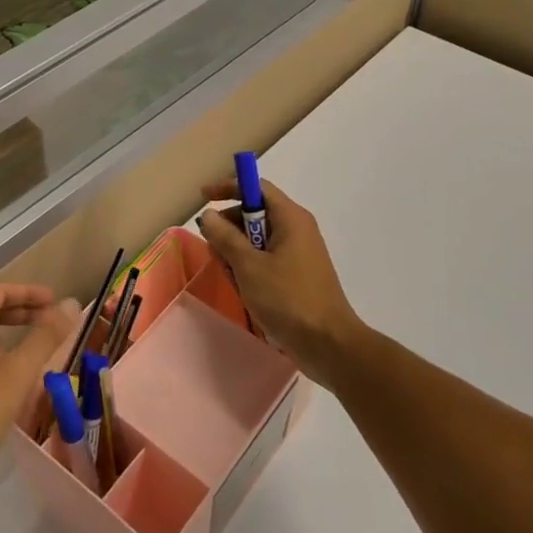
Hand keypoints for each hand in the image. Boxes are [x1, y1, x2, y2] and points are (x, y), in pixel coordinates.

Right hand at [197, 179, 366, 387]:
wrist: (328, 344)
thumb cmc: (288, 299)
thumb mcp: (249, 266)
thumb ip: (225, 237)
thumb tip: (209, 215)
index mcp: (290, 218)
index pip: (256, 188)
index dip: (228, 188)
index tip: (203, 197)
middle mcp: (297, 229)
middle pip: (254, 214)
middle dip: (230, 230)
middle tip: (215, 252)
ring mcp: (299, 253)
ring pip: (257, 241)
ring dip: (238, 254)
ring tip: (233, 279)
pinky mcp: (297, 275)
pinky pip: (267, 260)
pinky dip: (251, 269)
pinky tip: (245, 291)